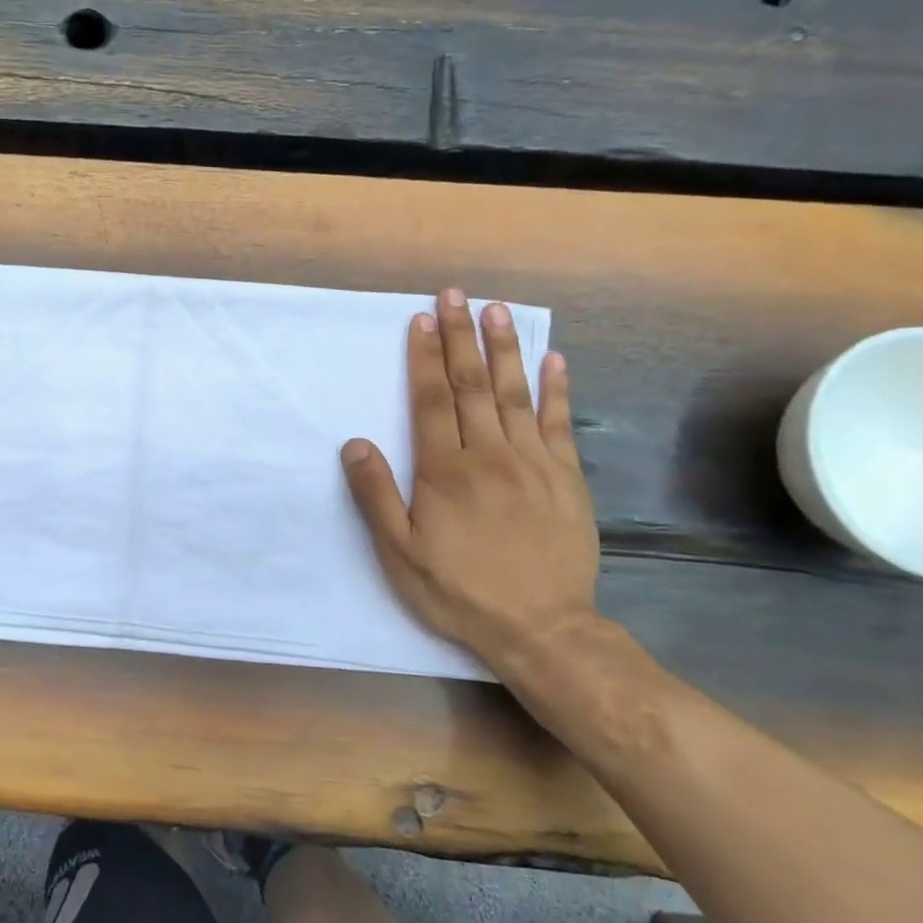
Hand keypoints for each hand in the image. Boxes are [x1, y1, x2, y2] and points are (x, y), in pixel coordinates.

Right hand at [341, 290, 598, 670]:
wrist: (540, 628)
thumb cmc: (458, 591)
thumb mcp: (399, 553)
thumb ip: (375, 495)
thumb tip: (355, 443)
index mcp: (445, 470)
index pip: (432, 400)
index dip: (424, 357)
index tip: (421, 320)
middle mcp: (489, 454)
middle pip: (472, 384)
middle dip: (460, 336)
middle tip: (454, 295)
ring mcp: (533, 462)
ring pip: (515, 393)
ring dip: (504, 348)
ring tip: (497, 309)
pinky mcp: (567, 477)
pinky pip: (560, 422)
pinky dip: (557, 388)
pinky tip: (554, 359)